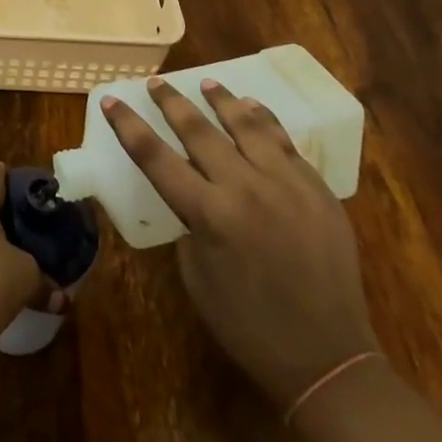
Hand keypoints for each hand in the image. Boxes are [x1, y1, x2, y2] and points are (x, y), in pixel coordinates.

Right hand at [103, 78, 376, 405]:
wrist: (329, 358)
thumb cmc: (249, 326)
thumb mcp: (197, 277)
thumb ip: (190, 223)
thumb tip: (192, 191)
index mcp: (210, 215)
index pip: (156, 158)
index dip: (129, 127)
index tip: (112, 101)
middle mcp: (246, 188)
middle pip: (199, 131)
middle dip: (172, 102)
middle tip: (156, 83)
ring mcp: (287, 184)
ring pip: (248, 125)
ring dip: (223, 100)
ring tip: (208, 83)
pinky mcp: (318, 189)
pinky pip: (286, 142)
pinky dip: (264, 120)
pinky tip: (253, 109)